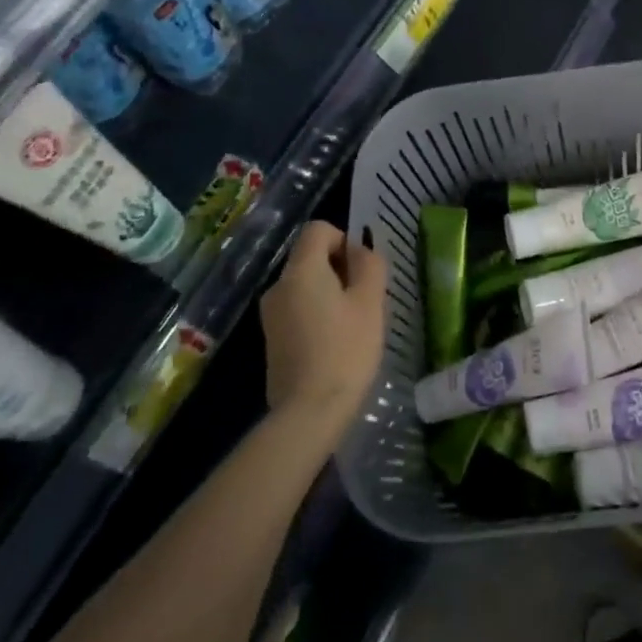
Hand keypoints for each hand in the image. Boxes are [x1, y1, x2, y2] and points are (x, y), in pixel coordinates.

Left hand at [259, 222, 386, 435]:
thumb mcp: (370, 302)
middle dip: (340, 269)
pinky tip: (334, 344)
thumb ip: (369, 265)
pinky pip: (297, 309)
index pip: (318, 230)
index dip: (344, 240)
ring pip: (305, 286)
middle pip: (310, 258)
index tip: (362, 271)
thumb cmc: (346, 350)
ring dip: (330, 294)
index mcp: (300, 271)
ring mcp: (270, 315)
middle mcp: (278, 286)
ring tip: (353, 325)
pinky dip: (317, 315)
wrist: (308, 412)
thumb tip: (359, 251)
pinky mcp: (271, 340)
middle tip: (365, 301)